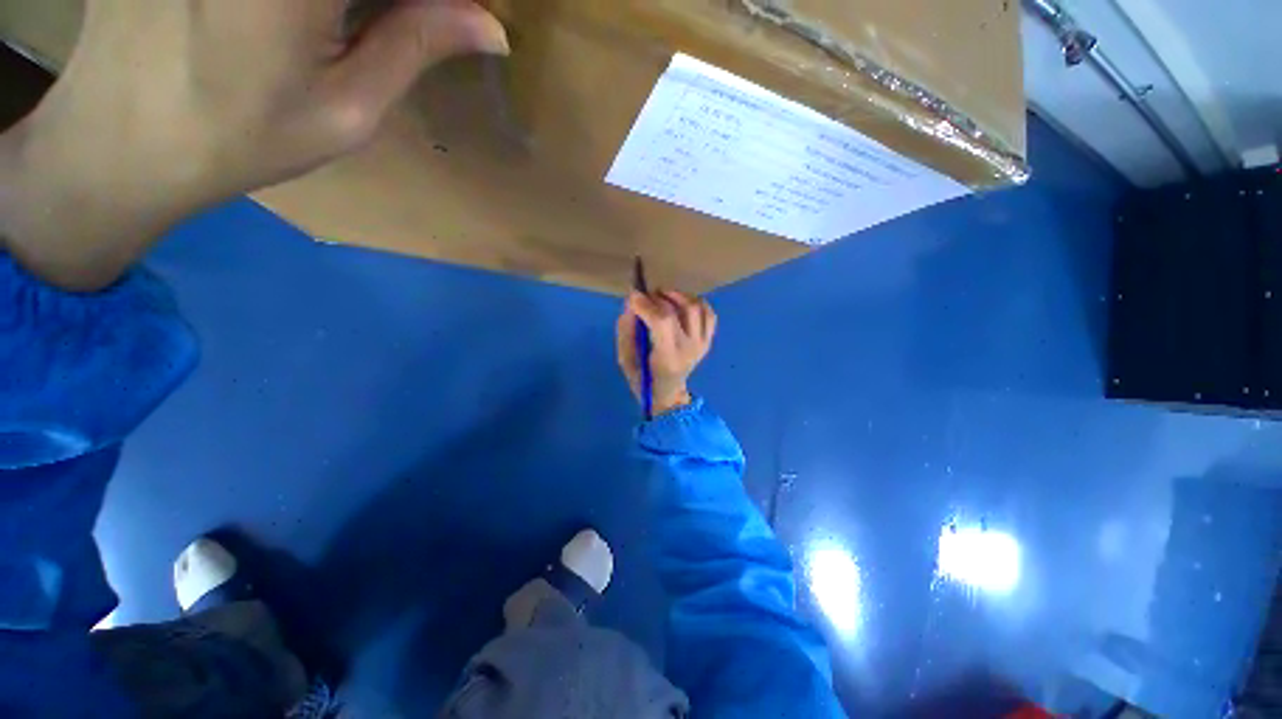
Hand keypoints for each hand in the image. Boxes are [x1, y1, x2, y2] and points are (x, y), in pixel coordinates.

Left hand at [0, 0, 507, 290]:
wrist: (120, 138)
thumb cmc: (242, 136)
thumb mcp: (347, 107)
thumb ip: (416, 46)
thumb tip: (491, 26)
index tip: (461, 17)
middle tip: (419, 24)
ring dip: (365, 0)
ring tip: (364, 25)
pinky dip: (332, 1)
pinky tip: (313, 21)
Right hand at [616, 290, 716, 416]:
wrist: (668, 393)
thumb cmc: (643, 378)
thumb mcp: (625, 358)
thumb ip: (626, 330)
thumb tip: (632, 301)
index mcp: (668, 357)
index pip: (662, 321)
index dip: (647, 304)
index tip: (633, 295)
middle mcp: (690, 348)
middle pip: (680, 310)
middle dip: (659, 297)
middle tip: (645, 296)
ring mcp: (702, 343)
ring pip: (696, 306)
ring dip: (677, 295)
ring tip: (662, 296)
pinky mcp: (708, 340)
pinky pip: (708, 312)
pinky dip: (695, 302)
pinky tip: (680, 304)